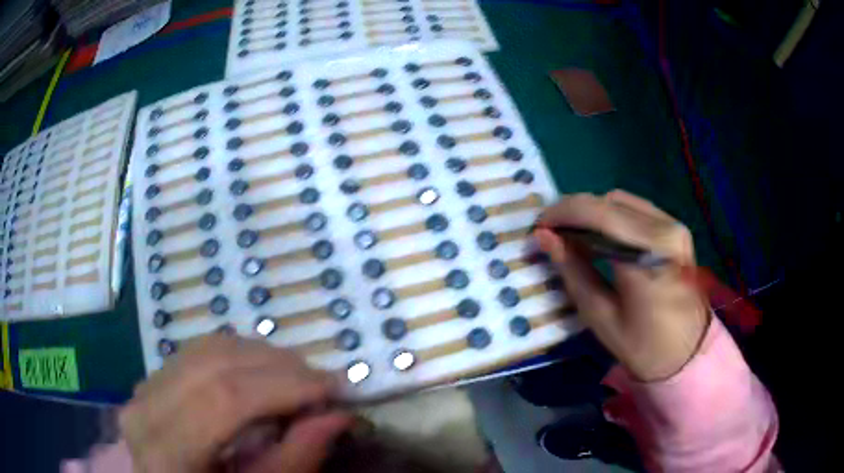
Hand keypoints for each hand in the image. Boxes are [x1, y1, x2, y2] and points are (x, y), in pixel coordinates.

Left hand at [119, 334, 352, 472]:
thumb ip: (293, 460)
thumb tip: (337, 416)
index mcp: (166, 452)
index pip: (225, 398)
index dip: (283, 386)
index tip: (334, 388)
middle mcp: (145, 410)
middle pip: (216, 365)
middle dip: (278, 366)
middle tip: (322, 381)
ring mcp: (143, 389)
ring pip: (206, 350)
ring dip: (260, 356)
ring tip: (297, 376)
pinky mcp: (151, 379)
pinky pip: (197, 352)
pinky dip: (237, 355)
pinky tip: (260, 371)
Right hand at [535, 190, 709, 380]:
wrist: (688, 353)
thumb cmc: (642, 346)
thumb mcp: (600, 315)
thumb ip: (572, 270)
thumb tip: (544, 236)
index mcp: (648, 258)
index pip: (597, 215)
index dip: (561, 214)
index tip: (538, 227)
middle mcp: (665, 231)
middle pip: (608, 202)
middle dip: (573, 211)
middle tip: (551, 231)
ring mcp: (674, 226)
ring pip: (621, 200)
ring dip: (592, 211)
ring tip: (573, 233)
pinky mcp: (676, 228)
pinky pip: (636, 208)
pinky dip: (612, 215)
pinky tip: (601, 235)